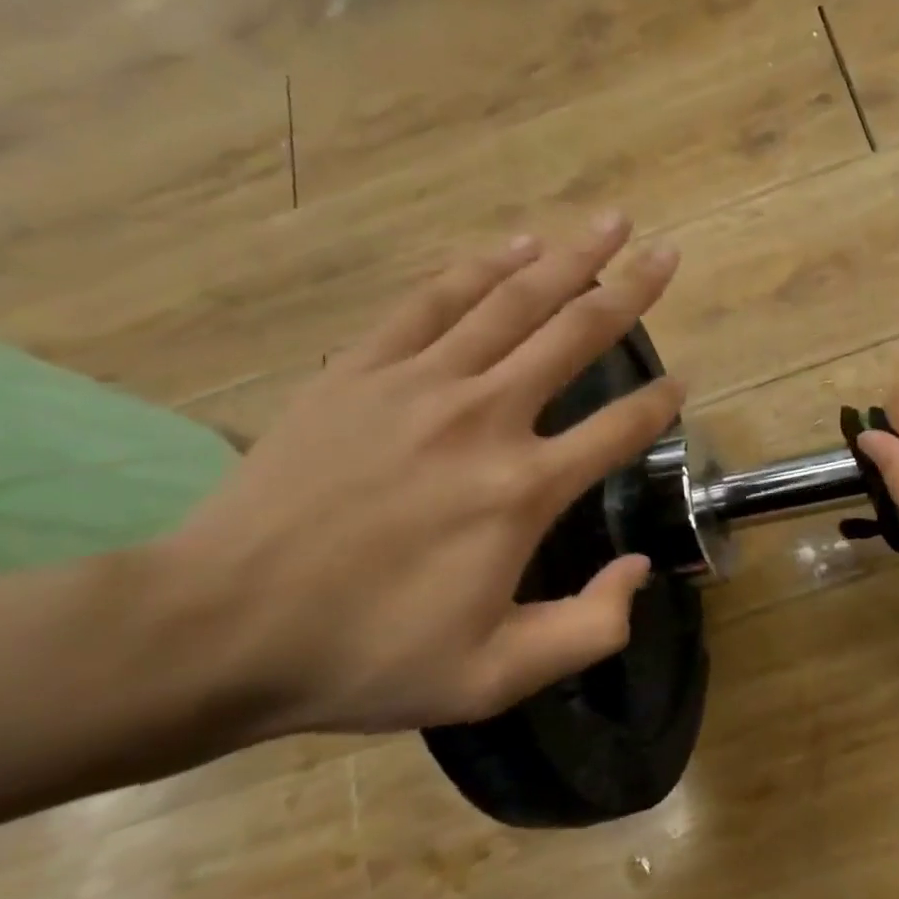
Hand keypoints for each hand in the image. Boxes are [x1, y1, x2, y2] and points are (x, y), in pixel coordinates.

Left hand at [164, 214, 683, 737]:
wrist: (215, 628)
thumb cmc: (365, 655)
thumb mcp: (495, 676)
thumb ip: (589, 629)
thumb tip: (641, 569)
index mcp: (524, 490)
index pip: (620, 428)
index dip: (662, 403)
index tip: (683, 383)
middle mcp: (486, 419)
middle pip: (577, 336)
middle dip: (633, 292)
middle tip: (669, 255)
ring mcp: (420, 385)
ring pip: (514, 302)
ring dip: (571, 259)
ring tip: (611, 223)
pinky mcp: (362, 371)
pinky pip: (434, 301)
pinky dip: (481, 268)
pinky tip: (516, 246)